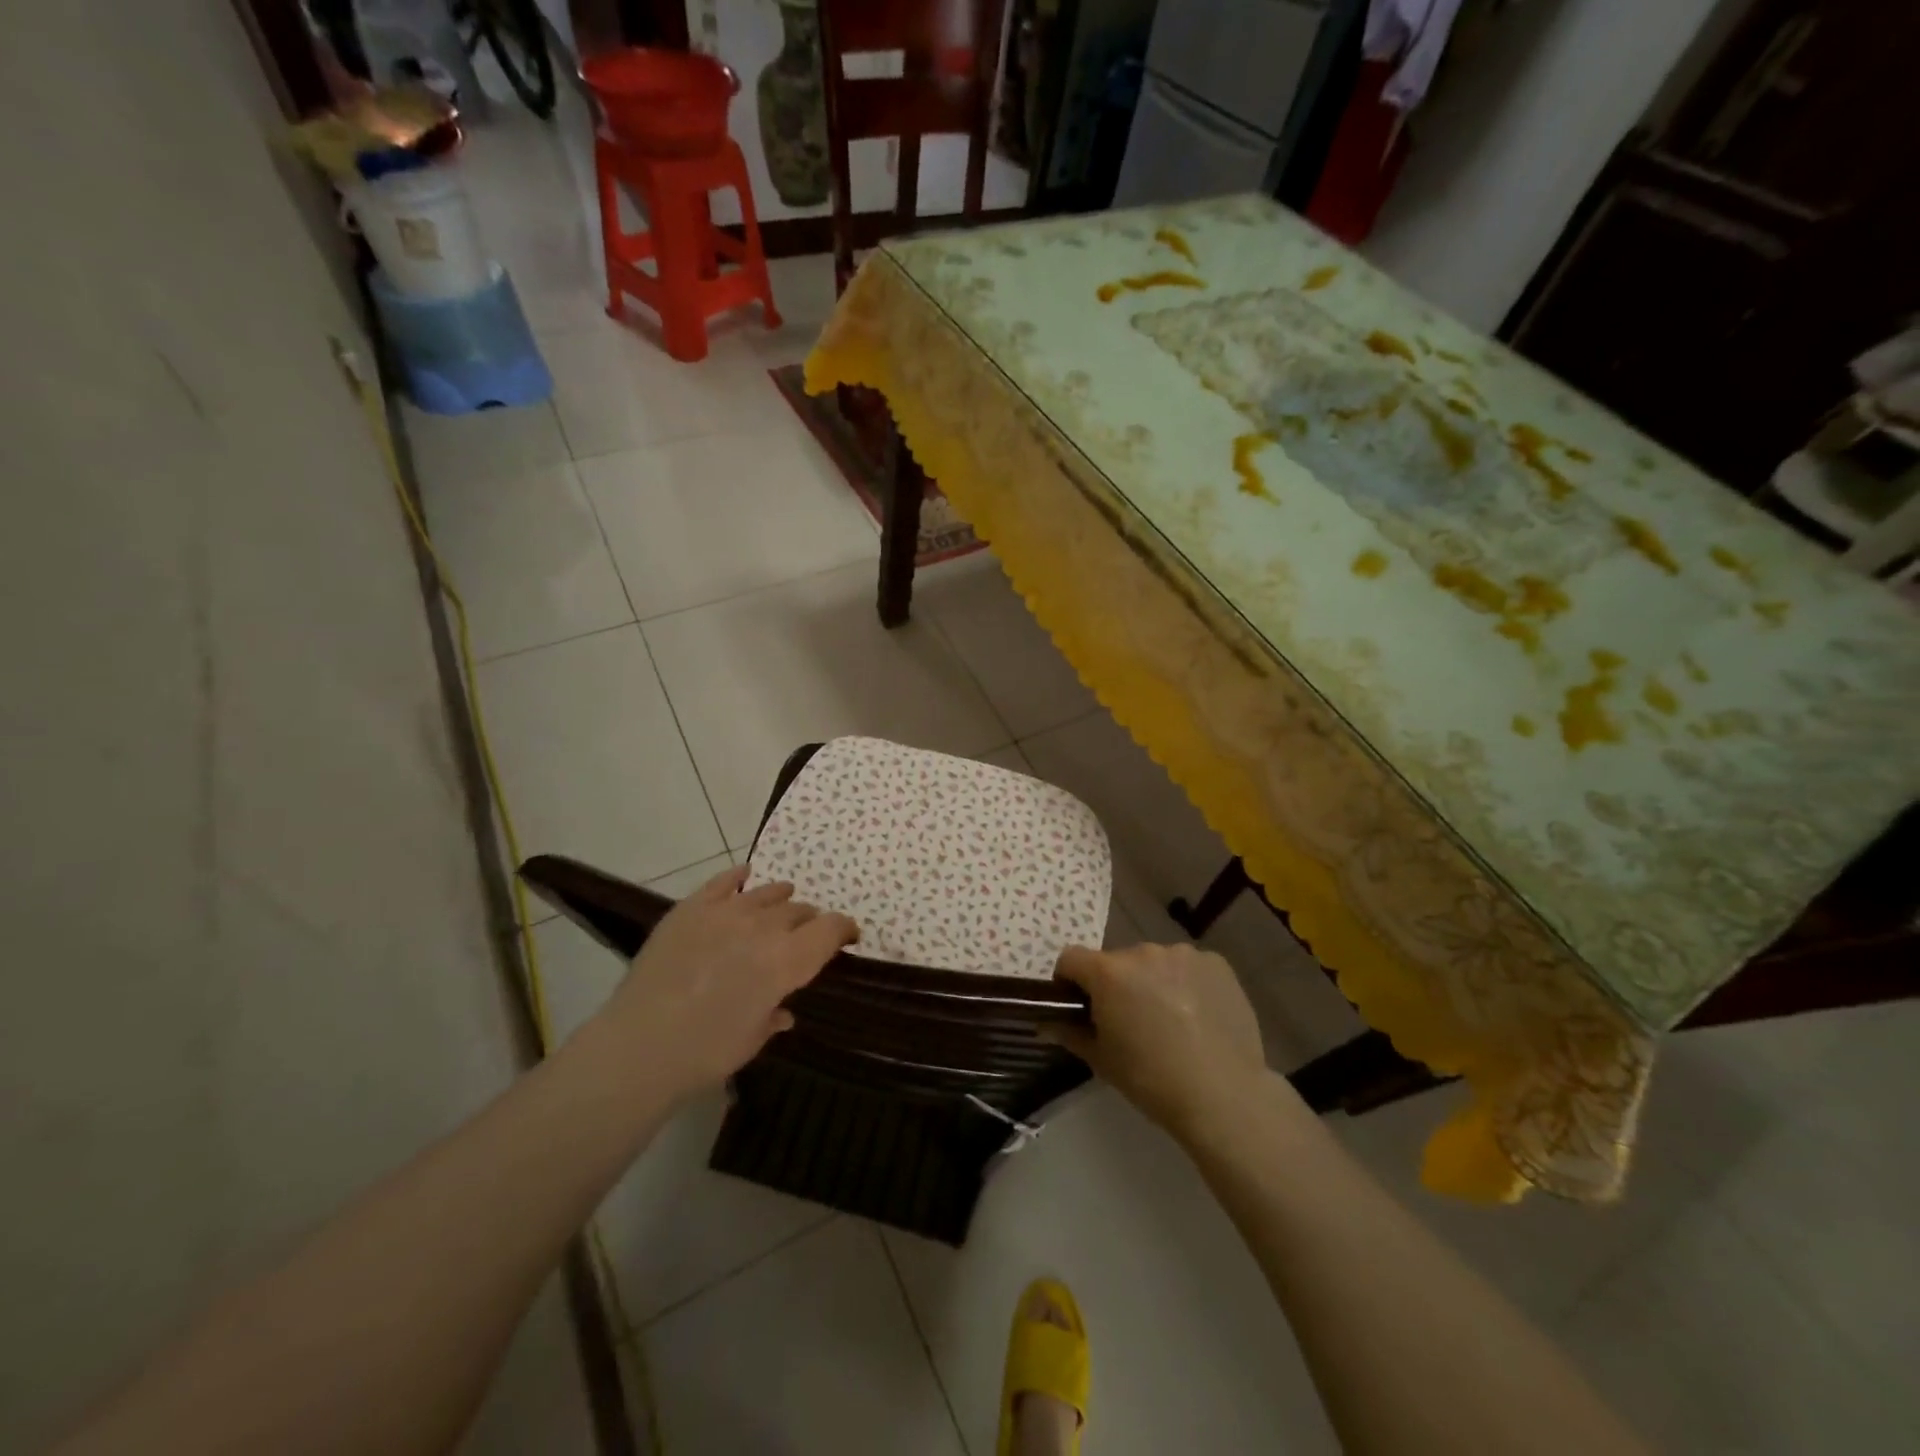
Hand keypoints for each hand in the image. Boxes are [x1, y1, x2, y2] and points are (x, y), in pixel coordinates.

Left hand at [591, 867, 856, 1103]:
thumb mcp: (753, 1039)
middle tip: (805, 935)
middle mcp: (765, 927)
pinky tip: (744, 877)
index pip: (831, 929)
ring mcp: (727, 912)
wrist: (640, 1045)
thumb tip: (782, 1010)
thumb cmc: (706, 1051)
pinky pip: (723, 881)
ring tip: (782, 903)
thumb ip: (773, 1015)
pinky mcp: (692, 908)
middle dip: (809, 921)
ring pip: (767, 893)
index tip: (848, 937)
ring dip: (780, 900)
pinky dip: (738, 878)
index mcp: (788, 960)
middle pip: (800, 910)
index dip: (844, 930)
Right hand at [1045, 943, 1271, 1140]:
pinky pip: (1188, 967)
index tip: (1080, 1007)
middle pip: (1116, 962)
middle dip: (1117, 985)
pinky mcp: (1216, 963)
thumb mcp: (1101, 1060)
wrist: (1224, 1096)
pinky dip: (1186, 983)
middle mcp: (1143, 952)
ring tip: (1171, 1021)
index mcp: (1109, 972)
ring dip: (1153, 982)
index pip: (1071, 959)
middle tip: (1131, 1022)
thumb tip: (1046, 1022)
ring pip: (1154, 963)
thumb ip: (1069, 1032)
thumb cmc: (1151, 1080)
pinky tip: (1199, 1016)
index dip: (1069, 981)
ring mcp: (1183, 954)